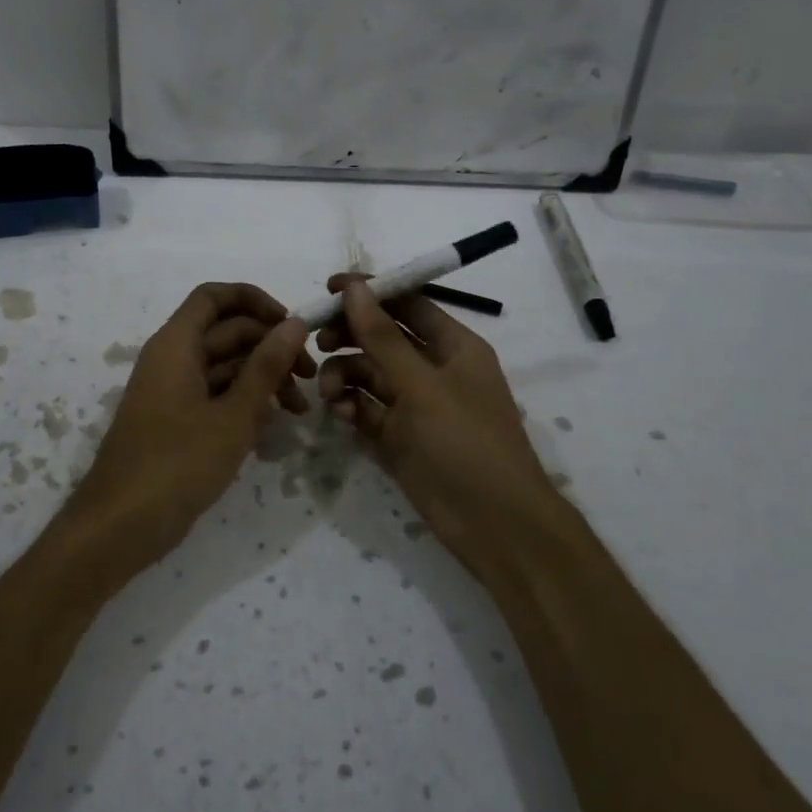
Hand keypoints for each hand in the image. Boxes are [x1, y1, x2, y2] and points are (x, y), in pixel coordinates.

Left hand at [68, 283, 311, 577]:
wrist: (120, 525)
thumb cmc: (177, 464)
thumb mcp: (234, 415)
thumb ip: (266, 366)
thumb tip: (295, 323)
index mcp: (176, 344)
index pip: (215, 296)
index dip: (256, 301)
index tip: (292, 326)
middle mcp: (172, 359)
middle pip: (227, 333)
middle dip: (271, 348)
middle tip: (310, 378)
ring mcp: (172, 391)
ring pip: (225, 367)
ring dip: (263, 379)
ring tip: (299, 410)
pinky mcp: (176, 420)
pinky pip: (215, 395)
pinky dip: (244, 403)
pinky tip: (272, 425)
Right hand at [316, 275, 558, 582]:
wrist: (492, 523)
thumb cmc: (465, 442)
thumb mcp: (421, 385)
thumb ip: (383, 337)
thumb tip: (355, 288)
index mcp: (453, 346)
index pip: (407, 303)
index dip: (371, 292)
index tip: (329, 288)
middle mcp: (432, 369)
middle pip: (382, 337)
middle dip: (350, 336)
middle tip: (319, 341)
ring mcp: (414, 404)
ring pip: (368, 374)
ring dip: (344, 376)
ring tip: (330, 394)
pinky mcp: (397, 436)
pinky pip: (365, 408)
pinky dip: (350, 407)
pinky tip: (341, 416)